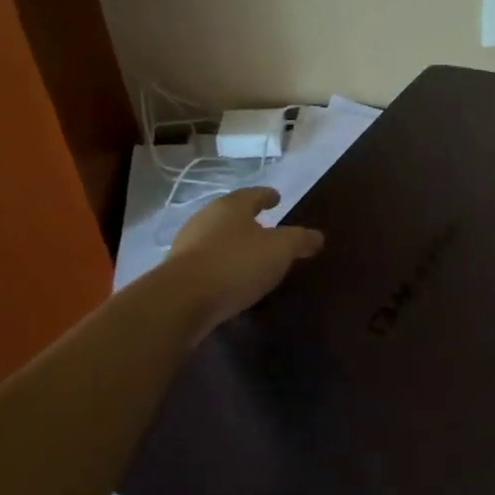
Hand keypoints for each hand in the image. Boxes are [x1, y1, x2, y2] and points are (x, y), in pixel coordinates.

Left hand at [164, 188, 323, 334]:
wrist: (182, 300)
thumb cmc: (237, 263)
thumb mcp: (280, 250)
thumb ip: (300, 240)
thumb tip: (317, 236)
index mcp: (231, 206)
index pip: (254, 194)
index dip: (268, 196)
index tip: (277, 198)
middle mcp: (206, 218)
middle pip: (232, 215)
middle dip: (249, 221)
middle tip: (267, 229)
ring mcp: (188, 245)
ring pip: (218, 238)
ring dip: (234, 245)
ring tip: (251, 258)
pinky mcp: (178, 271)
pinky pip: (207, 263)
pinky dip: (222, 266)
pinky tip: (232, 281)